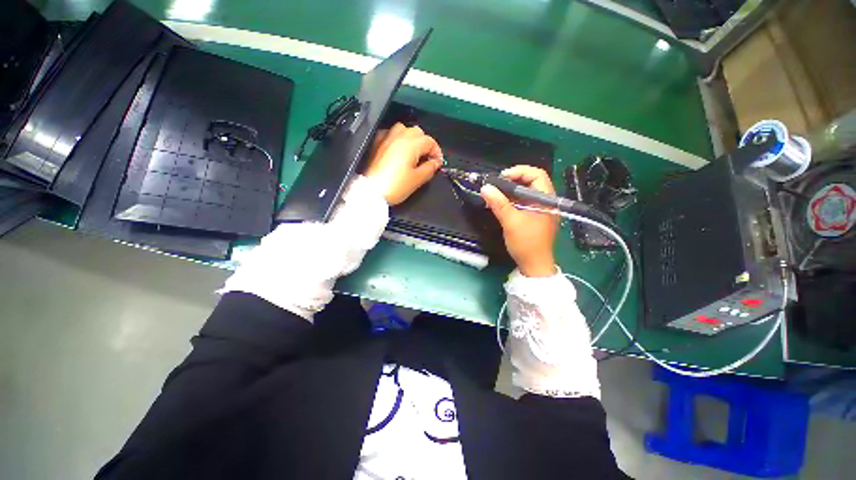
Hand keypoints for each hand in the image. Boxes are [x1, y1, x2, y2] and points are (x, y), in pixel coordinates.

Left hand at [364, 123, 442, 204]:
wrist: (373, 192)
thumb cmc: (395, 186)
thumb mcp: (418, 180)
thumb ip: (430, 168)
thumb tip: (435, 163)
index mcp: (411, 145)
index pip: (430, 141)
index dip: (437, 152)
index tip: (438, 163)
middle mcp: (399, 137)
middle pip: (418, 132)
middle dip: (426, 143)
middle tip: (427, 158)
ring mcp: (387, 139)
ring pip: (403, 129)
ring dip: (411, 137)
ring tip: (413, 151)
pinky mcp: (377, 144)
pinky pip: (389, 134)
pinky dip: (396, 138)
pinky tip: (397, 148)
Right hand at [480, 166, 558, 276]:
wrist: (534, 265)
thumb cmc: (526, 243)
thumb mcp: (511, 222)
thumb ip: (499, 204)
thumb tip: (485, 188)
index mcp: (547, 199)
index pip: (537, 174)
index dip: (519, 172)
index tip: (501, 177)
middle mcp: (546, 201)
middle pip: (530, 181)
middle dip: (512, 180)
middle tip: (496, 185)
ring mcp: (540, 209)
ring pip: (525, 192)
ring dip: (510, 191)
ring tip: (495, 193)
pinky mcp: (533, 216)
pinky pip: (522, 202)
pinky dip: (511, 200)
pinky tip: (499, 203)